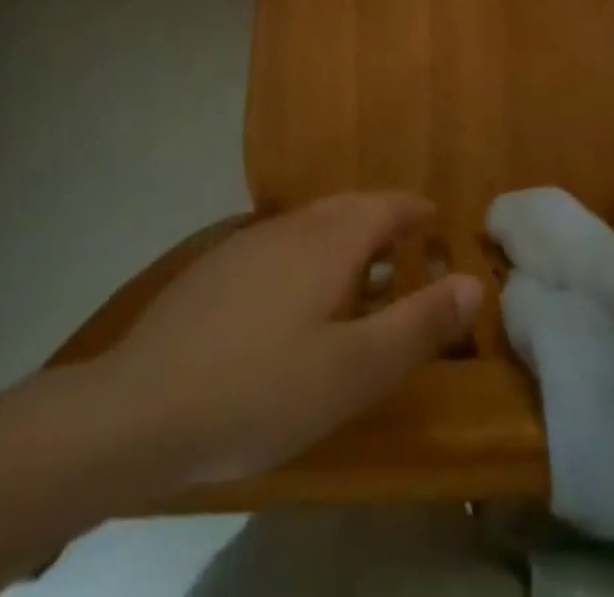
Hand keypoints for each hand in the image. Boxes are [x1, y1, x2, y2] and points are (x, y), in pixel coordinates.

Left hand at [93, 194, 481, 489]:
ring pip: (311, 224)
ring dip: (344, 235)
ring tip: (361, 269)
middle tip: (408, 245)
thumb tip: (474, 281)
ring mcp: (247, 245)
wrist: (139, 408)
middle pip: (348, 207)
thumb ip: (418, 324)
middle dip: (383, 219)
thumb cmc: (261, 390)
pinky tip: (296, 294)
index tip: (437, 222)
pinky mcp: (215, 269)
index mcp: (329, 242)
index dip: (415, 211)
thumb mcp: (354, 371)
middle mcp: (291, 228)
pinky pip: (280, 244)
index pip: (385, 206)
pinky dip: (308, 253)